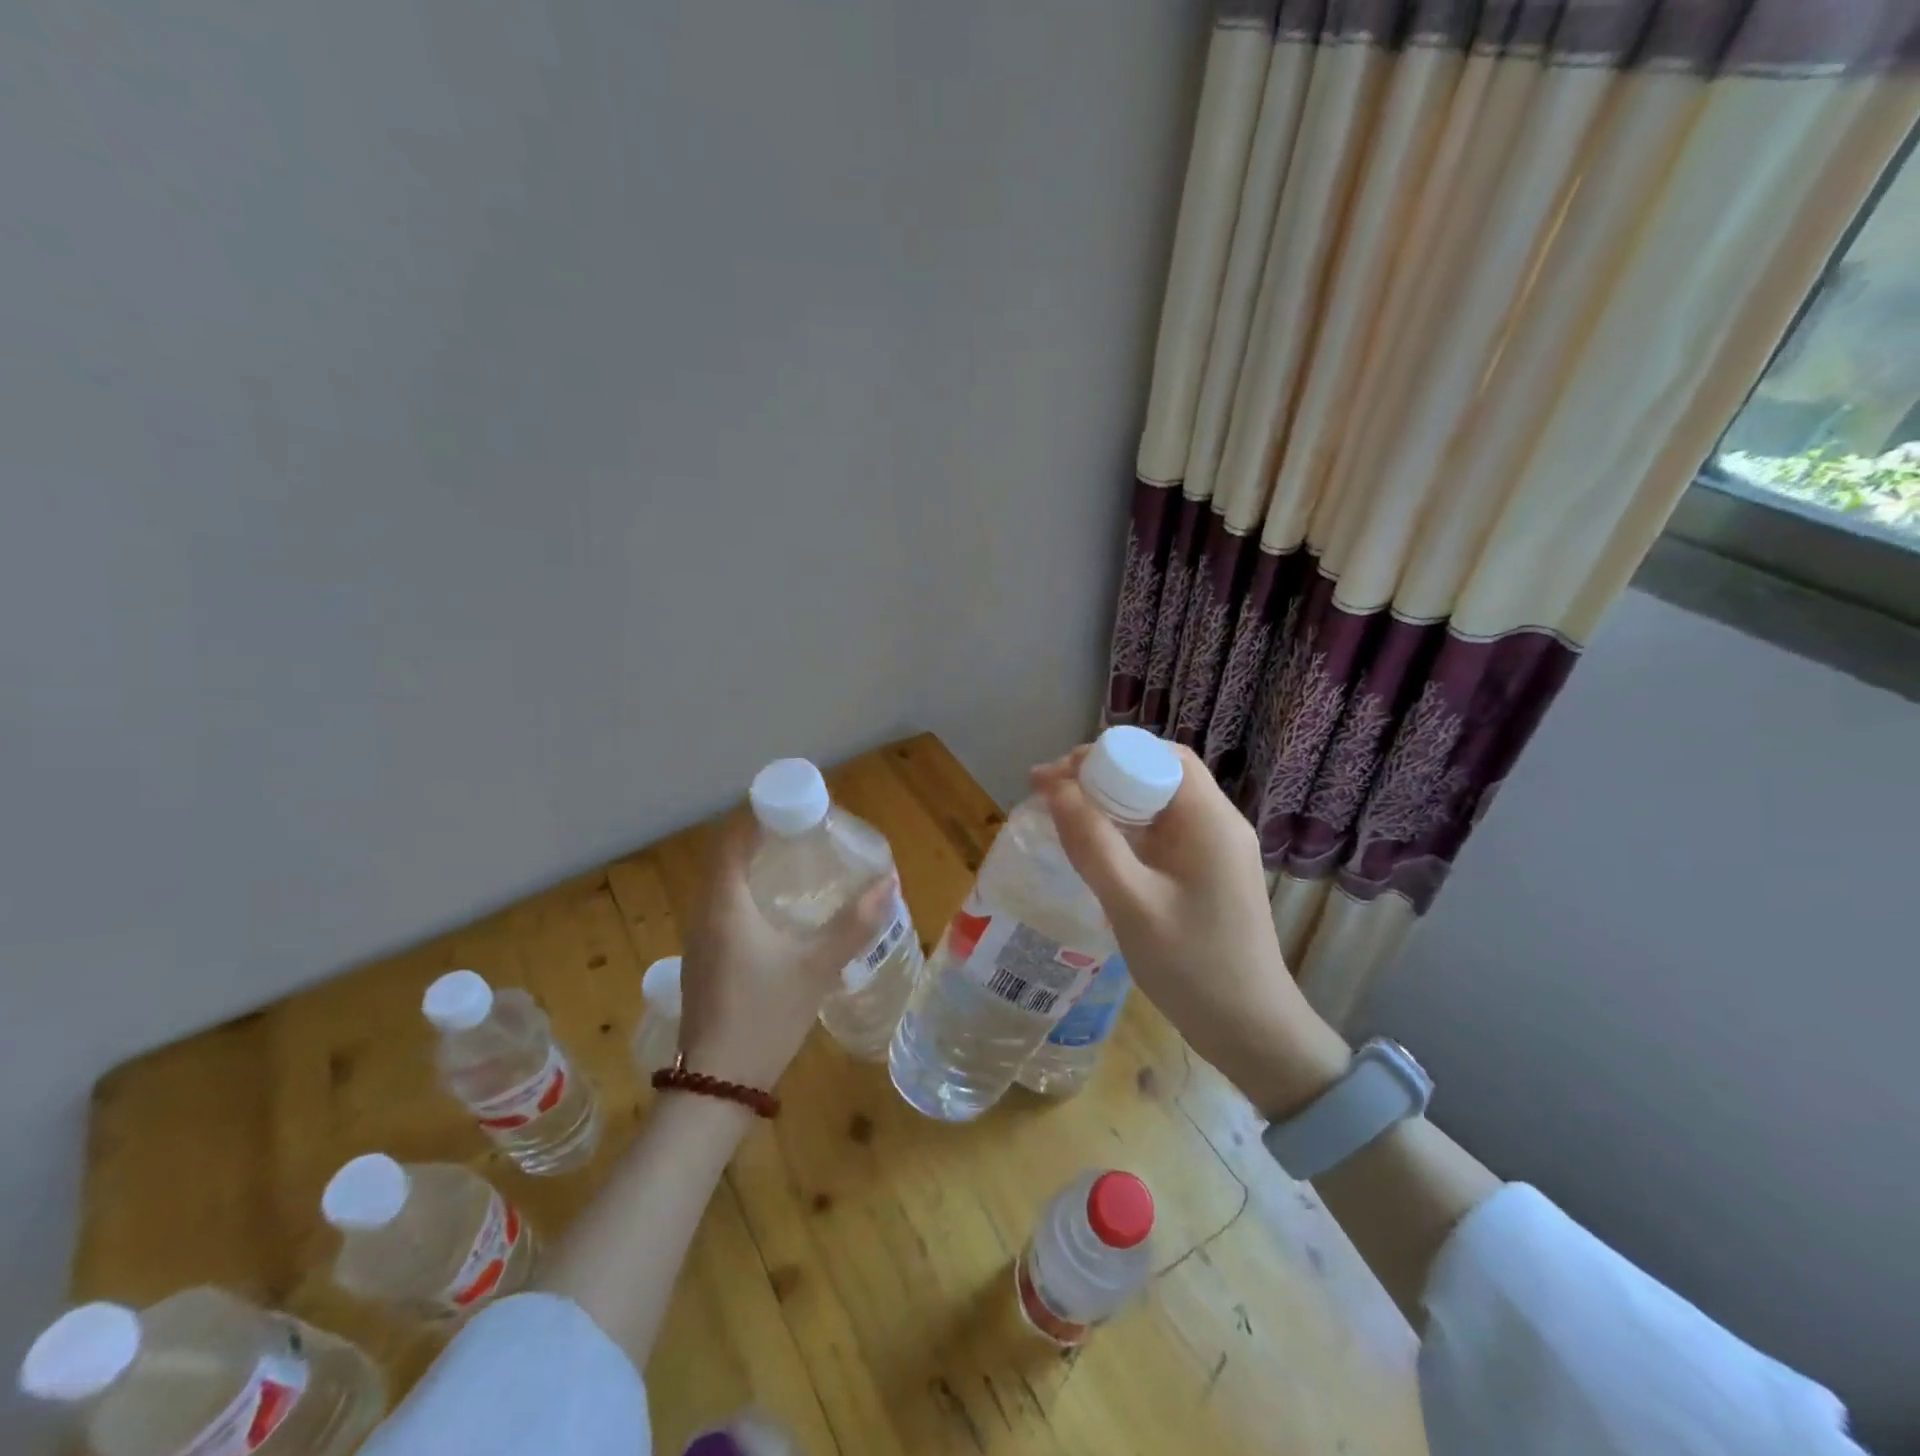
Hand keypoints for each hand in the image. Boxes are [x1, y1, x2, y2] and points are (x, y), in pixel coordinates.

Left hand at [677, 813, 896, 1089]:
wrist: (715, 1087)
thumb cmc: (764, 1017)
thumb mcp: (816, 968)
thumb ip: (853, 924)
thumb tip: (888, 883)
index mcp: (724, 904)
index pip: (733, 837)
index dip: (761, 814)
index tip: (798, 809)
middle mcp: (704, 912)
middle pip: (726, 855)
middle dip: (762, 836)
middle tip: (807, 833)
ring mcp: (700, 938)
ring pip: (723, 882)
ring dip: (754, 864)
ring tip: (798, 863)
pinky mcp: (705, 959)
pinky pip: (724, 906)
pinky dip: (748, 891)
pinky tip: (780, 911)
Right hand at [1032, 744, 1349, 1117]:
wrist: (1252, 1032)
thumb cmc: (1192, 966)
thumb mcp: (1131, 903)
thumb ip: (1091, 841)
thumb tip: (1054, 786)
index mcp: (1209, 820)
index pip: (1159, 757)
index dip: (1106, 754)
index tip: (1057, 775)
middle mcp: (1218, 824)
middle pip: (1158, 774)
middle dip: (1103, 775)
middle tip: (1053, 794)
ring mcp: (1215, 850)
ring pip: (1157, 804)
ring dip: (1112, 802)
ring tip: (1064, 815)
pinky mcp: (1207, 873)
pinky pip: (1162, 833)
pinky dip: (1126, 830)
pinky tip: (1096, 848)